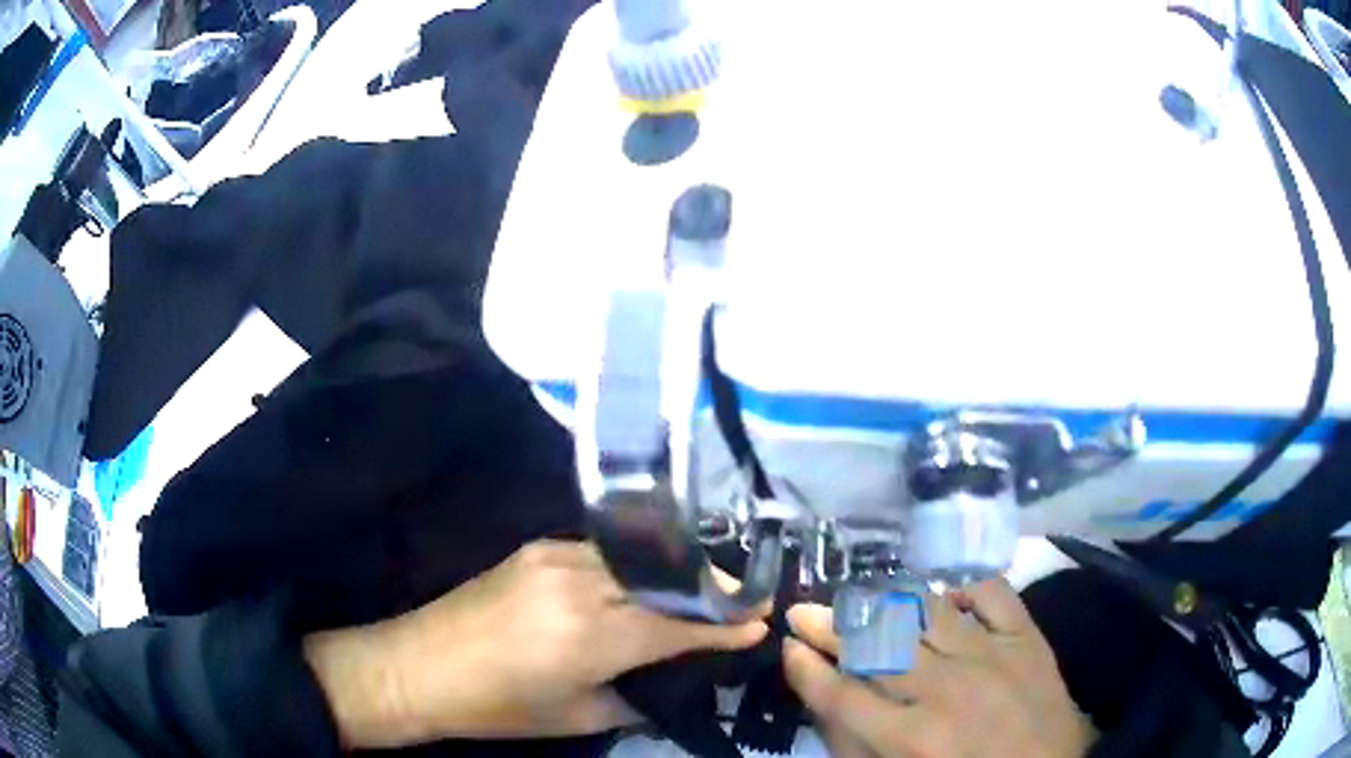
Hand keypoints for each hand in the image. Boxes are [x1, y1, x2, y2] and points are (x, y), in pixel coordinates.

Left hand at [305, 540, 767, 748]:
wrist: (417, 666)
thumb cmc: (496, 708)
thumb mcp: (577, 717)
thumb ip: (636, 693)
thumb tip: (676, 675)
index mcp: (590, 636)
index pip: (677, 625)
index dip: (722, 626)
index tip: (760, 622)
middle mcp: (578, 584)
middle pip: (665, 580)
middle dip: (713, 589)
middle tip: (746, 601)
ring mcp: (554, 556)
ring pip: (639, 559)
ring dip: (678, 574)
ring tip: (708, 590)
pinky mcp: (537, 547)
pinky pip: (604, 553)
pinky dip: (638, 567)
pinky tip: (650, 582)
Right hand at [783, 579, 1095, 757]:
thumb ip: (858, 745)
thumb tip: (825, 700)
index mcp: (911, 737)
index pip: (841, 692)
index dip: (807, 668)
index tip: (789, 648)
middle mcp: (946, 689)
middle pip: (876, 645)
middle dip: (830, 625)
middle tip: (805, 610)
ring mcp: (991, 654)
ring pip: (925, 611)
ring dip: (885, 600)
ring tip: (861, 596)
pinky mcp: (1026, 636)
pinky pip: (991, 592)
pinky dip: (963, 584)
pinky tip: (943, 592)